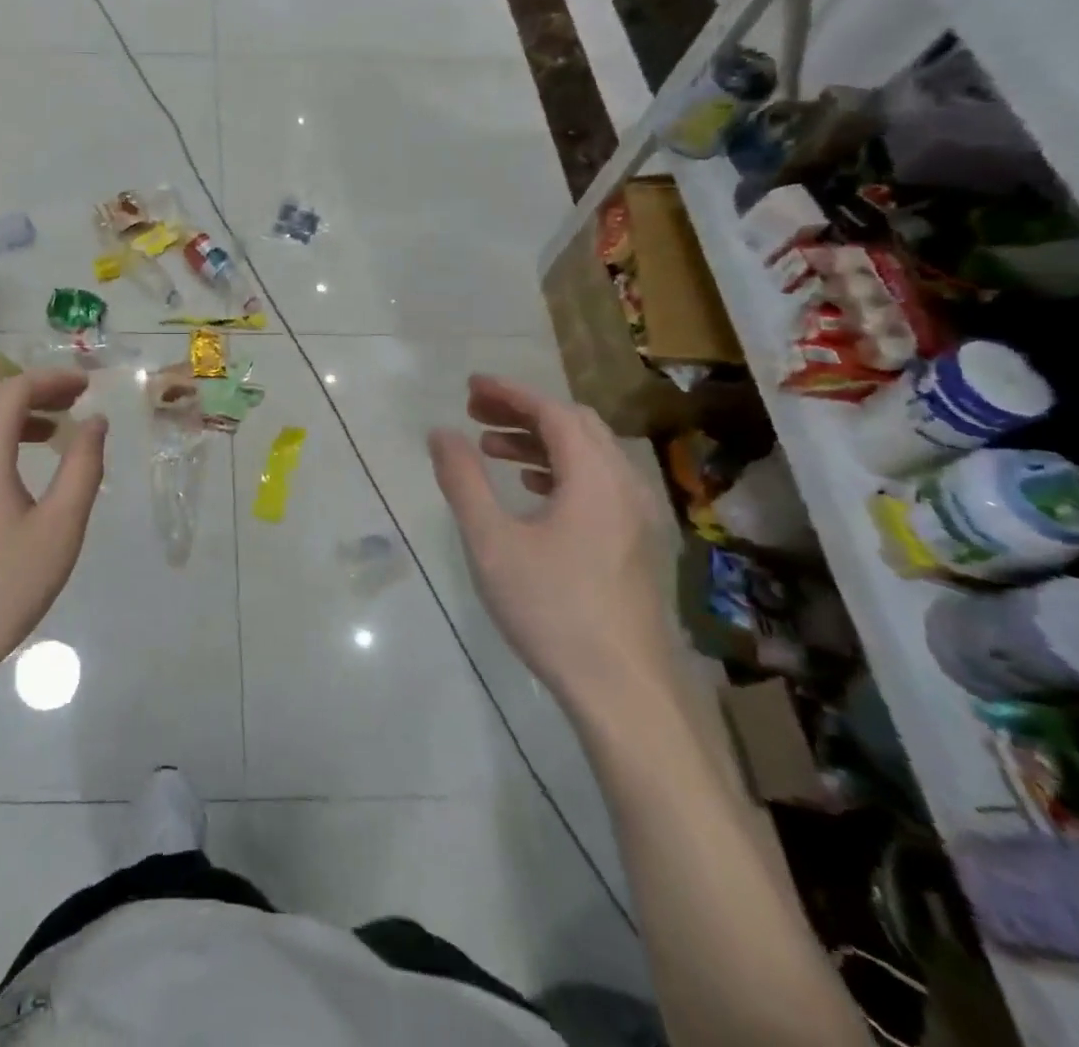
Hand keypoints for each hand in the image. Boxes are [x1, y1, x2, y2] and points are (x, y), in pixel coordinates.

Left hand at [0, 370, 107, 699]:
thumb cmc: (0, 590)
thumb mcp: (59, 530)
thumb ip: (82, 468)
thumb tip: (95, 422)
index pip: (12, 390)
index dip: (51, 379)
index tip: (87, 384)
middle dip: (30, 390)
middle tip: (71, 401)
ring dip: (9, 416)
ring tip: (50, 433)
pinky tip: (12, 476)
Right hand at [428, 375, 674, 721]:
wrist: (623, 691)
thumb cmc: (552, 609)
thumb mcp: (491, 542)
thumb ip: (463, 481)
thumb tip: (441, 433)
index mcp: (594, 478)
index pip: (553, 412)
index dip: (510, 393)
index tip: (470, 387)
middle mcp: (625, 486)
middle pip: (576, 426)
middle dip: (524, 412)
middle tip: (476, 413)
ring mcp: (638, 517)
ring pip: (590, 456)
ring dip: (541, 442)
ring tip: (492, 450)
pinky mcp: (637, 544)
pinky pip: (599, 484)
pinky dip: (562, 471)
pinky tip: (532, 491)